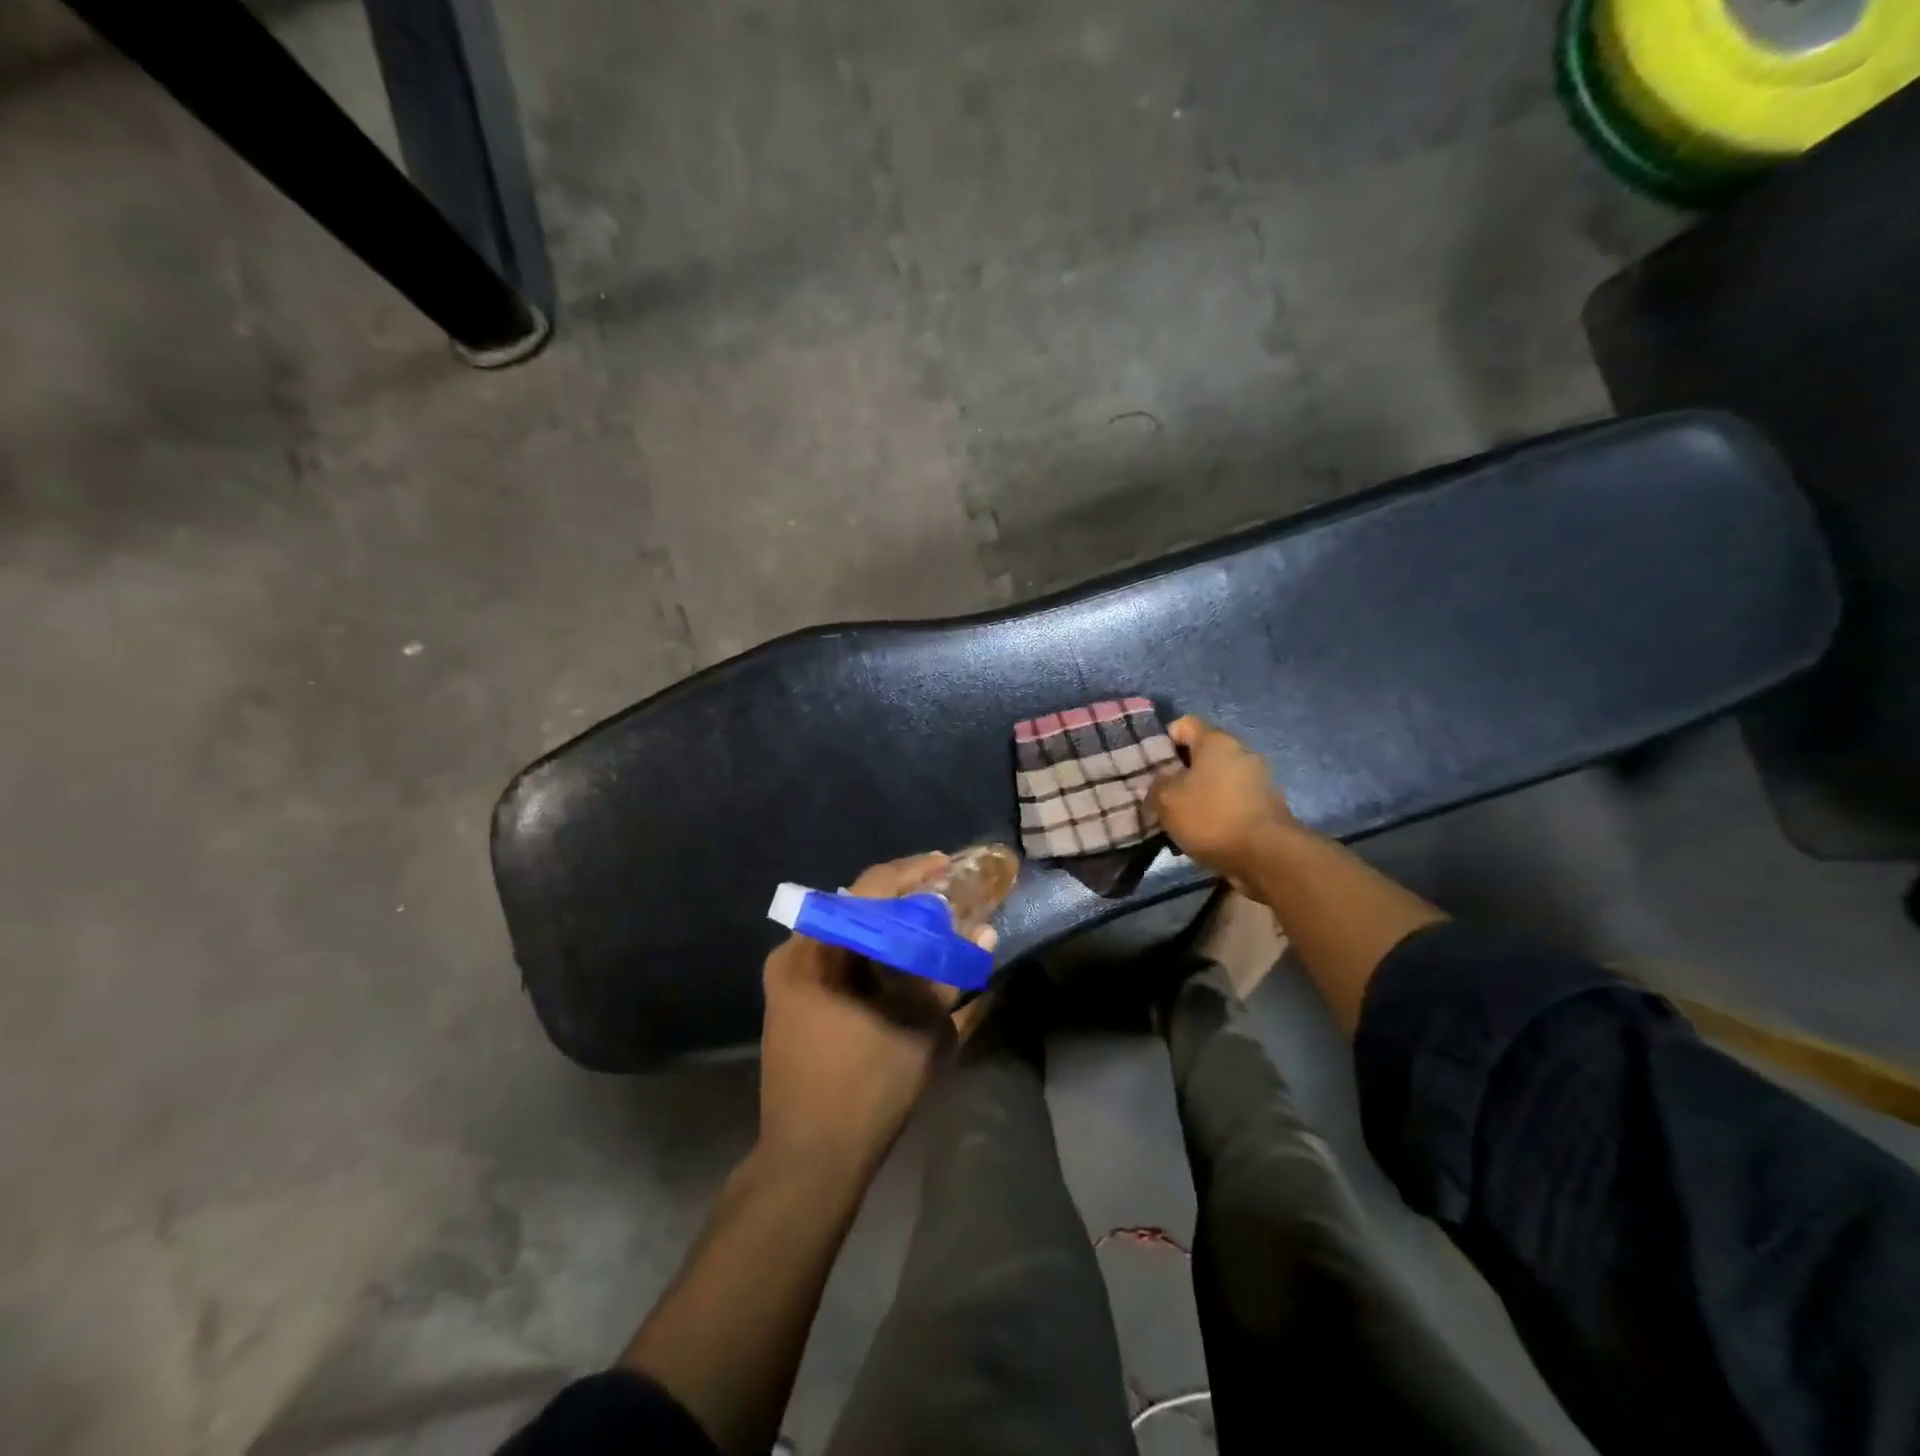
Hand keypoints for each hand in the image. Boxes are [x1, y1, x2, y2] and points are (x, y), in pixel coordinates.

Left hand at [757, 853, 983, 1179]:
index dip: (912, 871)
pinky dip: (866, 947)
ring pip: (843, 930)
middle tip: (942, 894)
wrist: (808, 1159)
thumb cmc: (868, 1089)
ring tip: (925, 922)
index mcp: (821, 949)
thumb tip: (985, 930)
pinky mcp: (787, 999)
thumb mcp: (923, 1027)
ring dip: (883, 923)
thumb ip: (952, 972)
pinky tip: (894, 958)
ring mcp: (785, 977)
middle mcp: (794, 951)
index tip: (945, 863)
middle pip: (854, 905)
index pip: (870, 888)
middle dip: (900, 896)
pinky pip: (832, 954)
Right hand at [1148, 716, 1297, 884]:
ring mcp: (1259, 779)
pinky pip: (1233, 801)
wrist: (1266, 856)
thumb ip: (1158, 784)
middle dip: (1182, 772)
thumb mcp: (1166, 799)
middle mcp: (1242, 752)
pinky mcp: (1268, 806)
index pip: (1184, 724)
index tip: (1152, 766)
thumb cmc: (1211, 816)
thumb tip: (1163, 782)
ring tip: (1183, 820)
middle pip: (1203, 753)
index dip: (1164, 741)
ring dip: (1200, 795)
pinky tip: (1206, 834)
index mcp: (1217, 741)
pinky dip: (1218, 812)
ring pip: (1218, 780)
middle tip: (1163, 795)